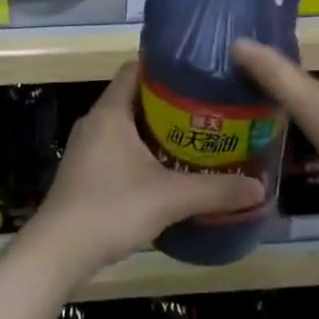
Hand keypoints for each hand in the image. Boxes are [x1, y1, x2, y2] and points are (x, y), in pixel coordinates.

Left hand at [29, 65, 264, 277]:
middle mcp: (95, 121)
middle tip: (204, 107)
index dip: (164, 66)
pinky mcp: (83, 172)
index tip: (195, 72)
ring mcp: (86, 148)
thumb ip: (215, 190)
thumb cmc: (112, 207)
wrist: (59, 251)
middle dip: (167, 101)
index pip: (135, 68)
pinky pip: (116, 147)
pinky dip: (139, 150)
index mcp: (110, 111)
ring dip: (153, 128)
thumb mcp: (170, 198)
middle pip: (132, 96)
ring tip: (190, 136)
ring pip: (124, 125)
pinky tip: (163, 170)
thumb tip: (259, 187)